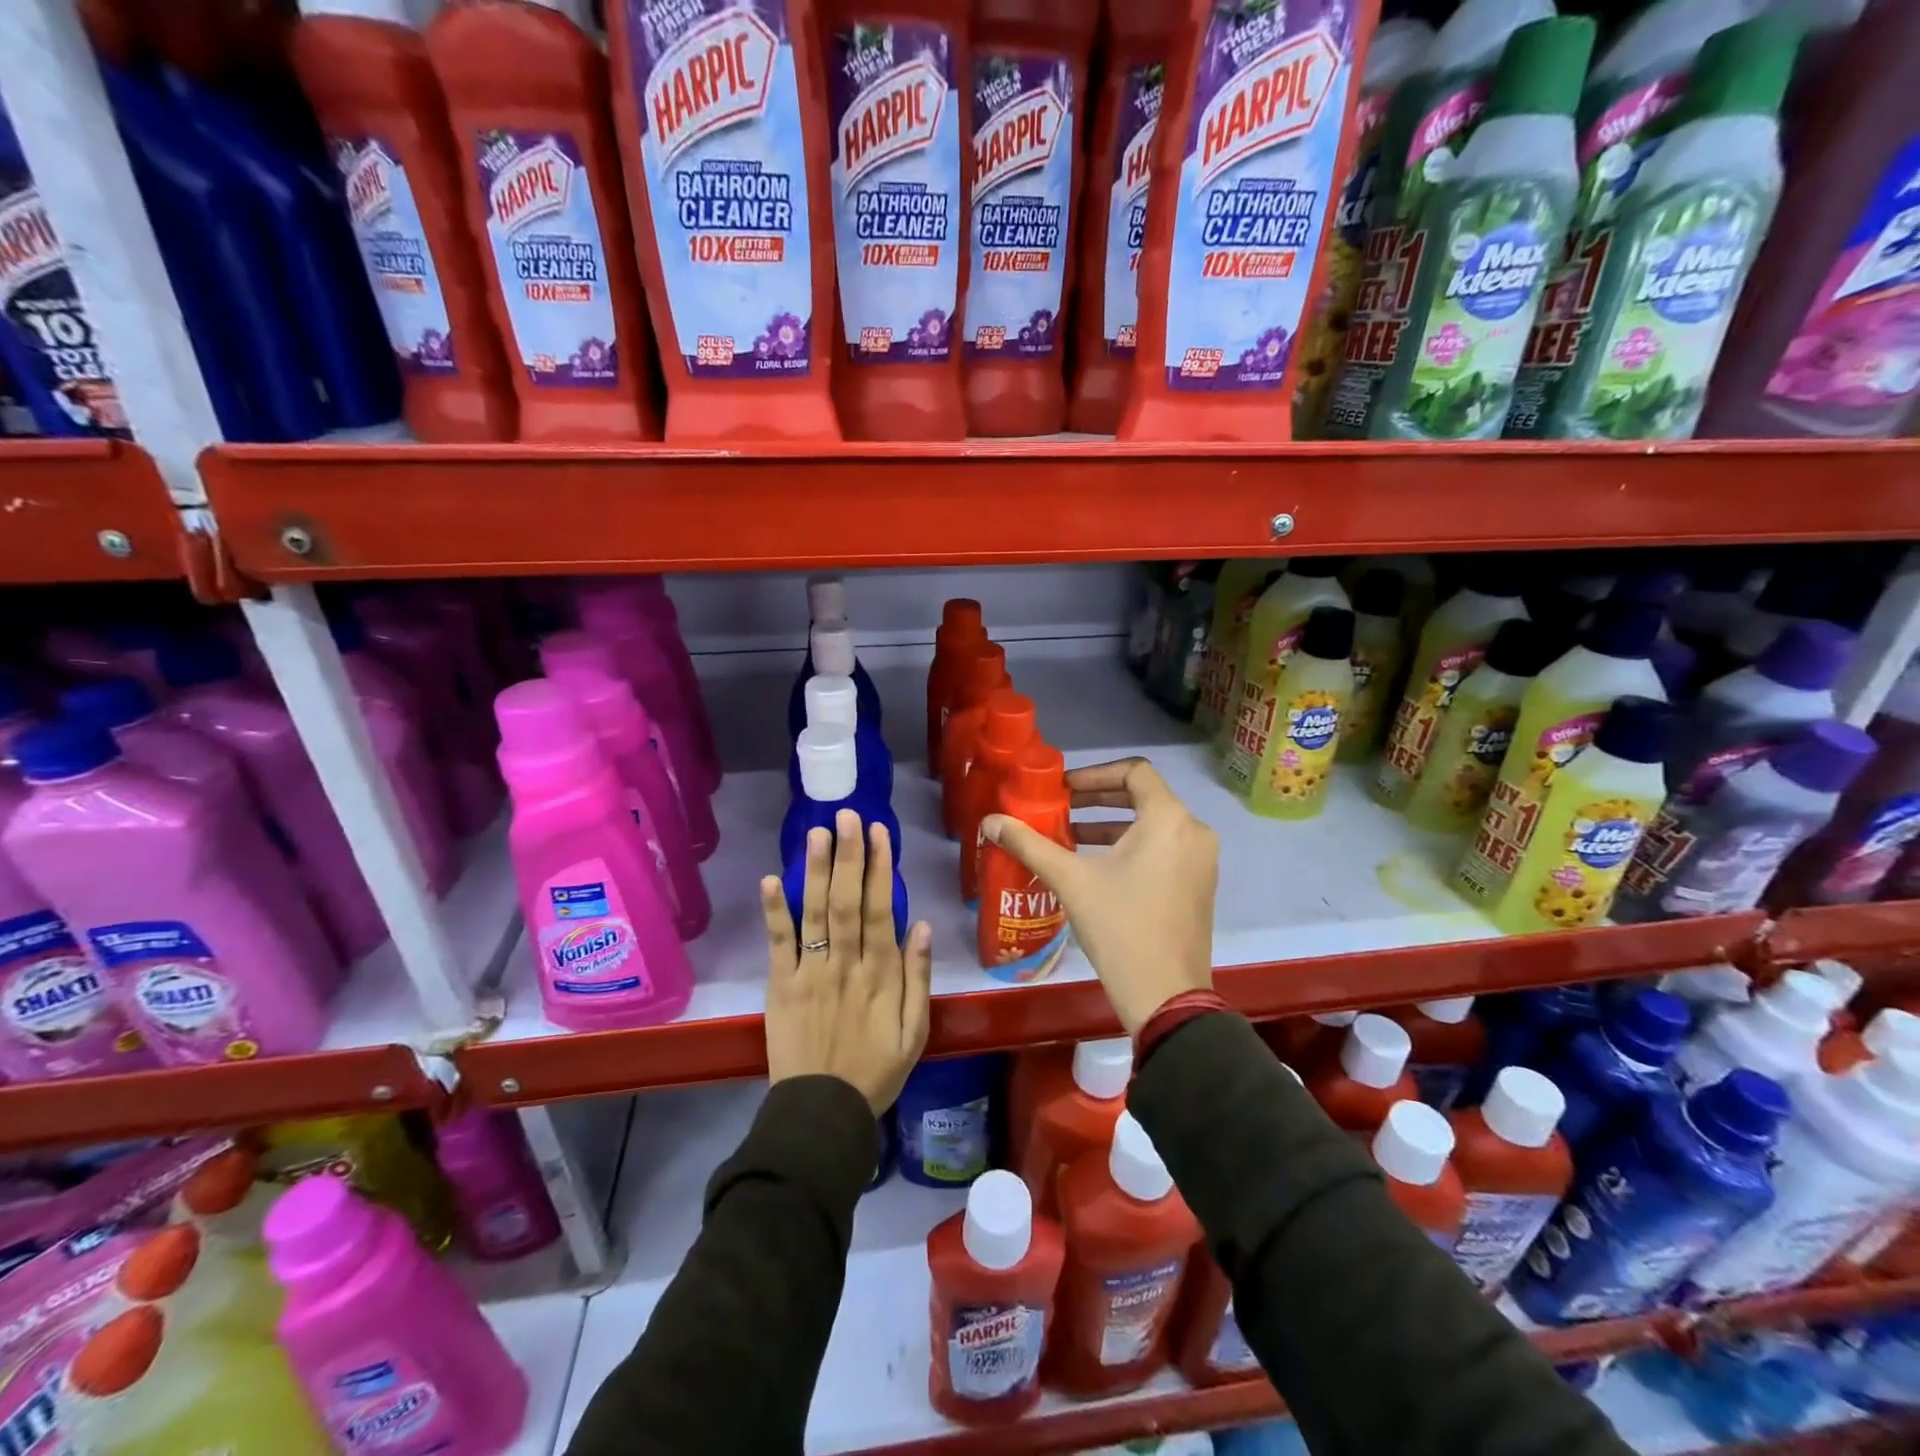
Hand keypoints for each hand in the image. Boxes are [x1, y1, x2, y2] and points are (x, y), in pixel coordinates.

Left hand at [760, 810, 932, 1113]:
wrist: (822, 1114)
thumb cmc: (875, 1071)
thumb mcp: (914, 1032)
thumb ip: (918, 978)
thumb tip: (922, 926)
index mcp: (880, 974)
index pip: (881, 909)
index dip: (880, 868)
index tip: (879, 832)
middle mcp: (846, 964)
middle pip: (846, 901)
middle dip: (848, 855)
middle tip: (847, 815)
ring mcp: (810, 972)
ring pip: (815, 913)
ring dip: (815, 870)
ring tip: (818, 832)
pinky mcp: (781, 986)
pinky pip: (778, 944)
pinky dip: (774, 912)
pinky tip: (770, 879)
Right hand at [981, 757, 1216, 1035]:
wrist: (1166, 996)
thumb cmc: (1120, 928)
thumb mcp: (1071, 880)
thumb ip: (1029, 844)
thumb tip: (990, 821)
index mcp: (1169, 820)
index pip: (1135, 771)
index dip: (1094, 773)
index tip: (1063, 790)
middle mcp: (1193, 831)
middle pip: (1144, 796)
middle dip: (1099, 798)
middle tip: (1061, 806)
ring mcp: (1200, 860)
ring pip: (1153, 824)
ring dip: (1111, 824)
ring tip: (1070, 836)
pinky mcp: (1198, 884)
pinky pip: (1164, 848)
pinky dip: (1131, 846)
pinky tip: (1096, 865)